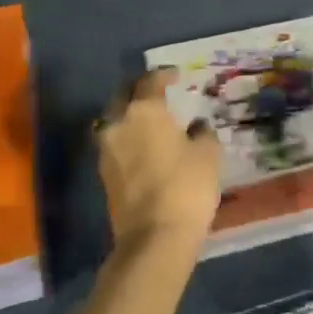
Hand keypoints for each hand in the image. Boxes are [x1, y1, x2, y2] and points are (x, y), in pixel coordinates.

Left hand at [96, 69, 221, 255]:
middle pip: (124, 96)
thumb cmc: (186, 186)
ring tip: (153, 121)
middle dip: (140, 91)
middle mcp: (118, 124)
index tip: (177, 75)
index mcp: (143, 111)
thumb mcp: (208, 154)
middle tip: (159, 92)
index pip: (150, 81)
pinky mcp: (104, 175)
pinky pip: (116, 144)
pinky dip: (129, 138)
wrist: (154, 238)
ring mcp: (106, 151)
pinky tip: (146, 146)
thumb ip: (202, 133)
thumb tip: (196, 126)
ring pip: (116, 121)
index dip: (164, 75)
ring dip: (132, 116)